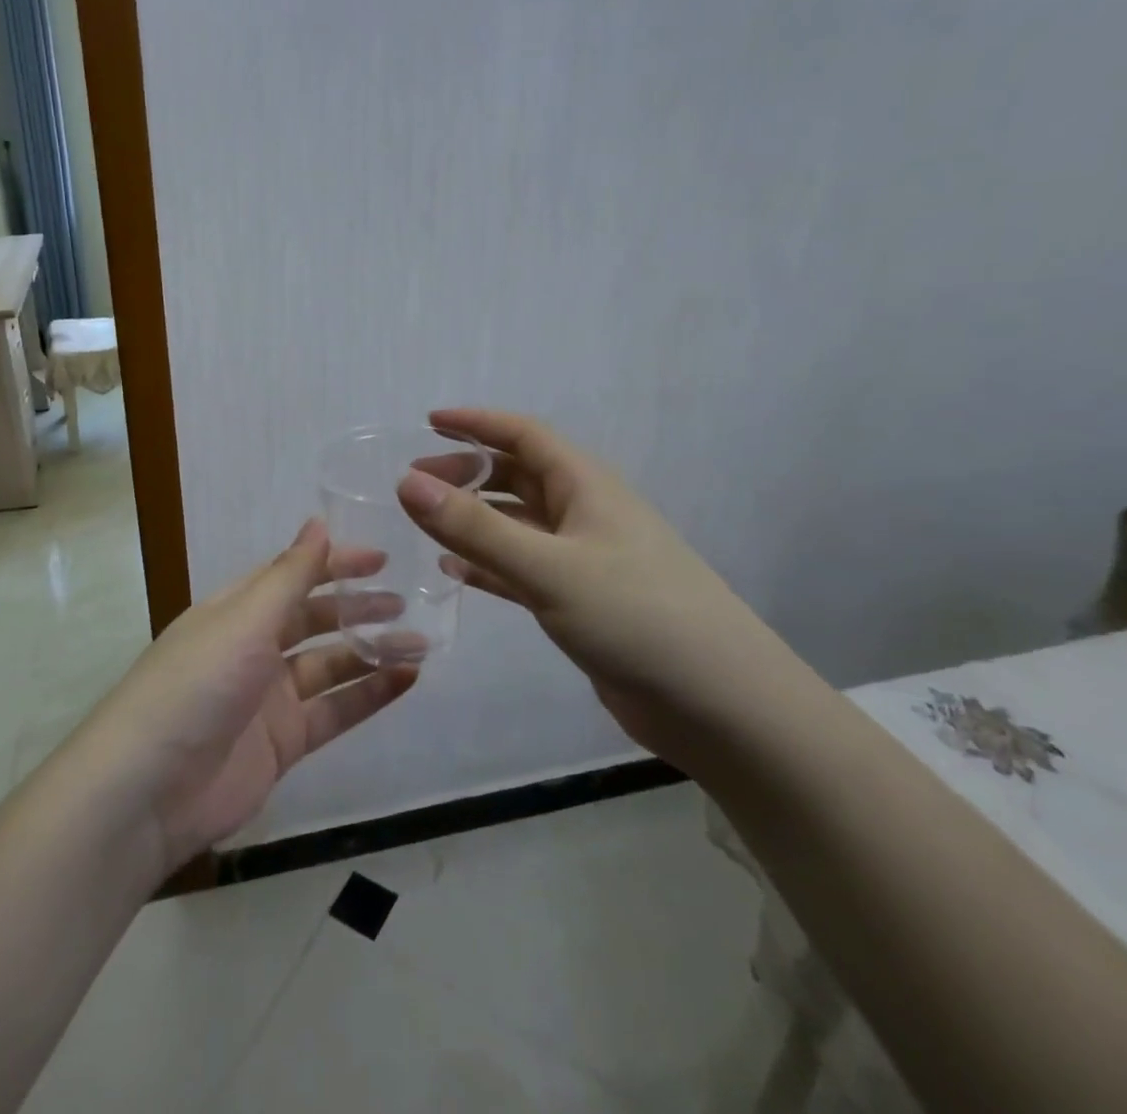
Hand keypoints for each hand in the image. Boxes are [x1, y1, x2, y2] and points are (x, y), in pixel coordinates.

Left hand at [81, 520, 416, 872]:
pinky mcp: (283, 743)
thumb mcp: (244, 621)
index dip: (334, 564)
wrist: (147, 791)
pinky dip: (369, 695)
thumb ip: (288, 576)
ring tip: (420, 643)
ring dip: (372, 652)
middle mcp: (253, 648)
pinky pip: (334, 712)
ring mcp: (269, 698)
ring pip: (331, 666)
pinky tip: (406, 681)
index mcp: (236, 611)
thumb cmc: (196, 685)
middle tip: (406, 602)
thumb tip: (318, 522)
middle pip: (314, 619)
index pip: (292, 575)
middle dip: (357, 608)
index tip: (381, 559)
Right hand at [398, 408, 799, 768]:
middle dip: (467, 473)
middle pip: (518, 477)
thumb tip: (406, 481)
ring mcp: (585, 560)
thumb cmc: (637, 617)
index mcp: (586, 486)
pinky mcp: (582, 603)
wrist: (720, 706)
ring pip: (518, 525)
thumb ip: (475, 526)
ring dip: (474, 519)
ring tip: (425, 523)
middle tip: (414, 484)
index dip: (477, 424)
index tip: (428, 421)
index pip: (524, 435)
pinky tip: (455, 572)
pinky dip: (488, 565)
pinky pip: (523, 570)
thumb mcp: (548, 567)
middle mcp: (585, 514)